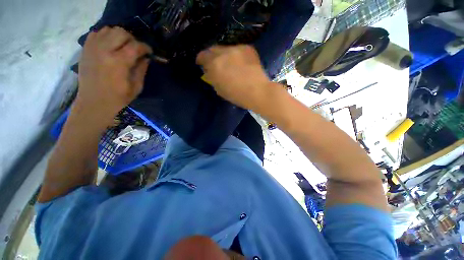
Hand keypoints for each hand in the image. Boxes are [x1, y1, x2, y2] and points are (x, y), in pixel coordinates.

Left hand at [76, 26, 151, 120]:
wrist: (93, 102)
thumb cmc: (118, 97)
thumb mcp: (136, 86)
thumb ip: (142, 69)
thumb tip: (146, 58)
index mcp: (119, 62)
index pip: (136, 45)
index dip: (145, 47)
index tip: (149, 52)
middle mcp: (104, 50)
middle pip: (121, 32)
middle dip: (132, 39)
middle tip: (135, 49)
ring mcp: (92, 48)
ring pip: (108, 29)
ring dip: (119, 36)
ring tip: (122, 46)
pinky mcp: (85, 49)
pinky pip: (96, 33)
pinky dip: (105, 36)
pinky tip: (109, 46)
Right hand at [196, 45, 270, 109]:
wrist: (257, 91)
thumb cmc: (237, 95)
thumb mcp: (219, 89)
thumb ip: (212, 78)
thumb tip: (208, 71)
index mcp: (214, 65)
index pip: (202, 56)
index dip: (201, 59)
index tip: (202, 63)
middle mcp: (223, 53)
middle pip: (212, 49)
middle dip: (211, 56)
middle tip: (214, 63)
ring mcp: (236, 48)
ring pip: (225, 48)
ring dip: (223, 55)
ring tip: (228, 64)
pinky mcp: (247, 48)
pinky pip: (237, 49)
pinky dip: (235, 55)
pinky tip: (240, 63)